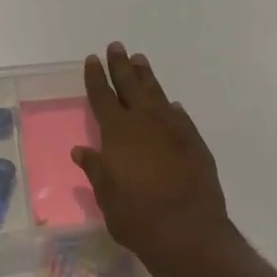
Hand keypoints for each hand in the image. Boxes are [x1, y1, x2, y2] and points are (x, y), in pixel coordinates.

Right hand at [73, 43, 233, 274]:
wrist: (186, 230)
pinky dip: (173, 108)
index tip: (93, 59)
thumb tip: (82, 150)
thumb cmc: (135, 215)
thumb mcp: (106, 194)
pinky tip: (172, 104)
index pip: (102, 96)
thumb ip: (95, 168)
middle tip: (117, 46)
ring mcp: (173, 130)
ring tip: (141, 60)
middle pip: (130, 85)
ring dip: (147, 77)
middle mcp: (144, 122)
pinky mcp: (194, 143)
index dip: (96, 77)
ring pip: (157, 95)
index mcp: (117, 132)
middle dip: (121, 66)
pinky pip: (180, 117)